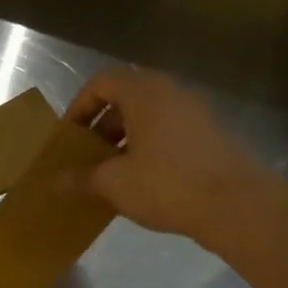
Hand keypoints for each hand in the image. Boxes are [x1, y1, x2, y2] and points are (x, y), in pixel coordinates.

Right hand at [64, 69, 274, 243]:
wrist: (235, 205)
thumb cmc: (166, 184)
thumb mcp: (114, 183)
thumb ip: (80, 178)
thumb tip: (52, 182)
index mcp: (144, 93)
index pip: (101, 83)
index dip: (78, 107)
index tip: (68, 139)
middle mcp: (171, 93)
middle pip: (125, 98)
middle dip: (99, 127)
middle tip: (85, 158)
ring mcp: (194, 113)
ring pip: (147, 117)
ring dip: (122, 140)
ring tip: (109, 174)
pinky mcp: (208, 136)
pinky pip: (166, 133)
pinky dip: (146, 149)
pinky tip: (139, 182)